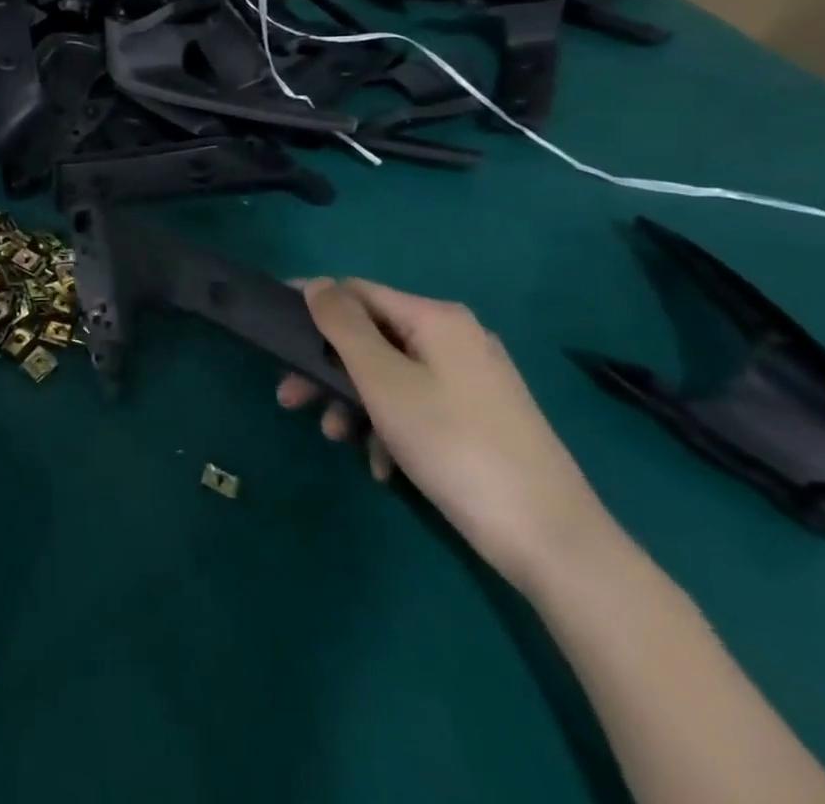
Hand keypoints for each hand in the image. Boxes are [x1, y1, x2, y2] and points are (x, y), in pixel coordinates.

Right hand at [279, 277, 619, 596]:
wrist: (552, 540)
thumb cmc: (453, 445)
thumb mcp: (384, 381)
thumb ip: (343, 326)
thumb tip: (318, 283)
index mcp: (436, 317)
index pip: (357, 290)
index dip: (312, 303)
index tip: (272, 327)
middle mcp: (456, 337)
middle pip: (371, 337)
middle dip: (327, 368)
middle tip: (291, 399)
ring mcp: (472, 379)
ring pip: (391, 375)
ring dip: (354, 403)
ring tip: (336, 439)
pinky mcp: (481, 417)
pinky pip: (418, 406)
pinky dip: (390, 428)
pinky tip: (381, 467)